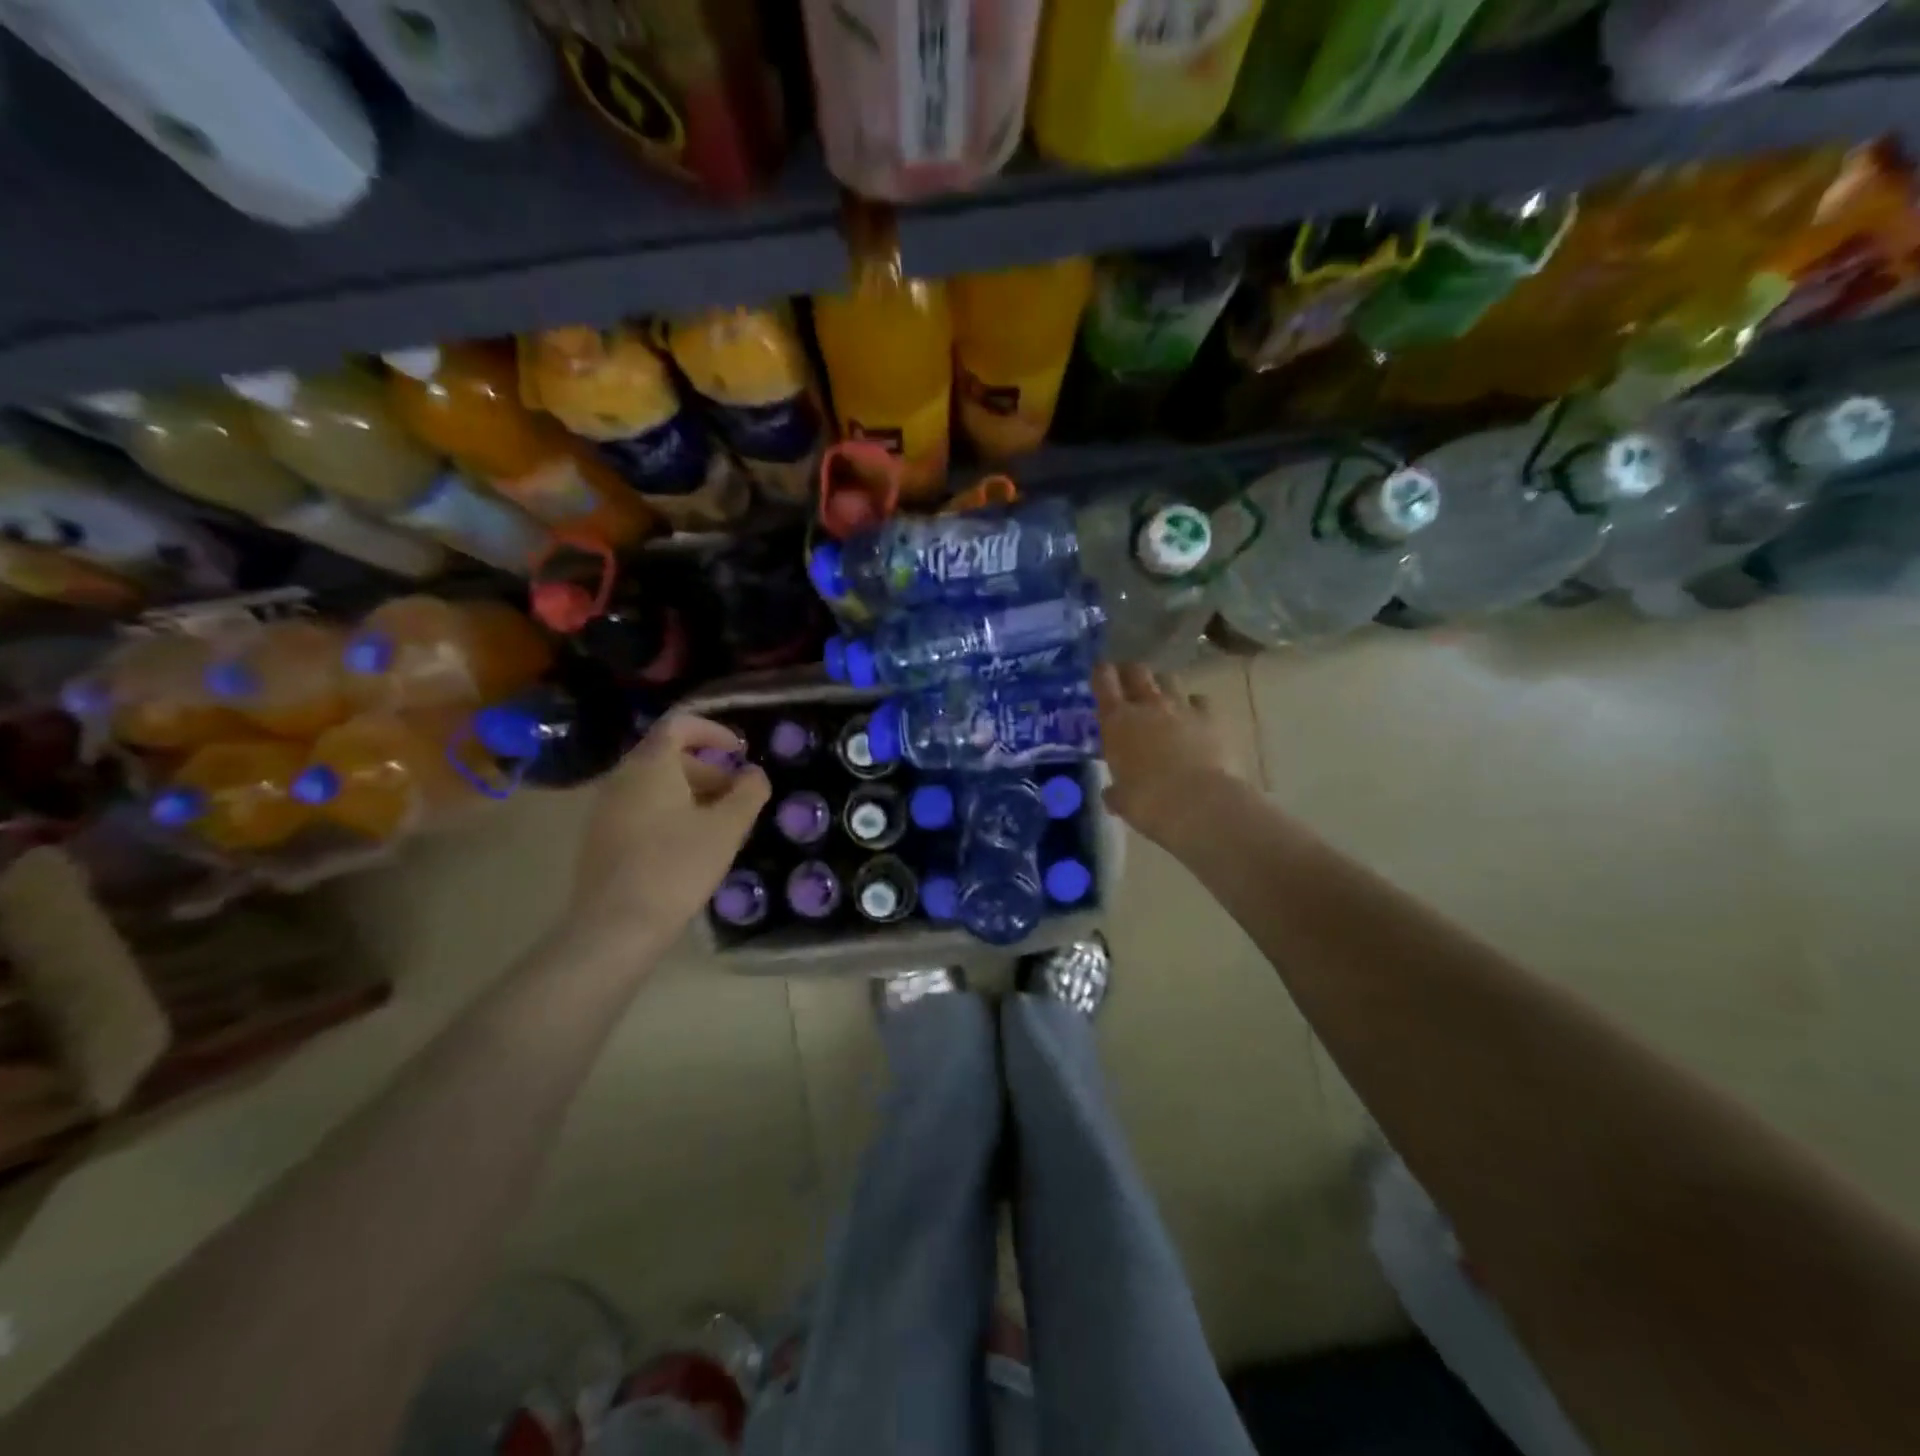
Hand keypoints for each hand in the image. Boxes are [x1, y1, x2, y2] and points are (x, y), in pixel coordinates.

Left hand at [568, 714, 769, 951]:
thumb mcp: (726, 828)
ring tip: (720, 825)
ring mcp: (606, 809)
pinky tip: (690, 847)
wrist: (614, 928)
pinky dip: (671, 813)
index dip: (714, 731)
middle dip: (709, 769)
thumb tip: (755, 774)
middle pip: (668, 756)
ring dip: (692, 794)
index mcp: (650, 765)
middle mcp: (622, 778)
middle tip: (738, 797)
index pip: (680, 724)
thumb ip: (748, 793)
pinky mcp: (601, 838)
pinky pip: (641, 809)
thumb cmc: (676, 867)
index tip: (740, 753)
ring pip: (655, 785)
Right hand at [1093, 664, 1240, 847]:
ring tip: (1162, 699)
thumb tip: (1111, 794)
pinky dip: (1195, 706)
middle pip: (1137, 671)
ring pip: (1169, 679)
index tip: (1101, 673)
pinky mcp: (1211, 718)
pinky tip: (1194, 718)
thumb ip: (1115, 792)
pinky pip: (1200, 701)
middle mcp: (1147, 705)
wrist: (1199, 804)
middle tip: (1129, 682)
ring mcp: (1182, 708)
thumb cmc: (1148, 803)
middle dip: (1131, 673)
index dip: (1102, 673)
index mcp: (1117, 721)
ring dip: (1163, 686)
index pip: (1104, 680)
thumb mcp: (1122, 800)